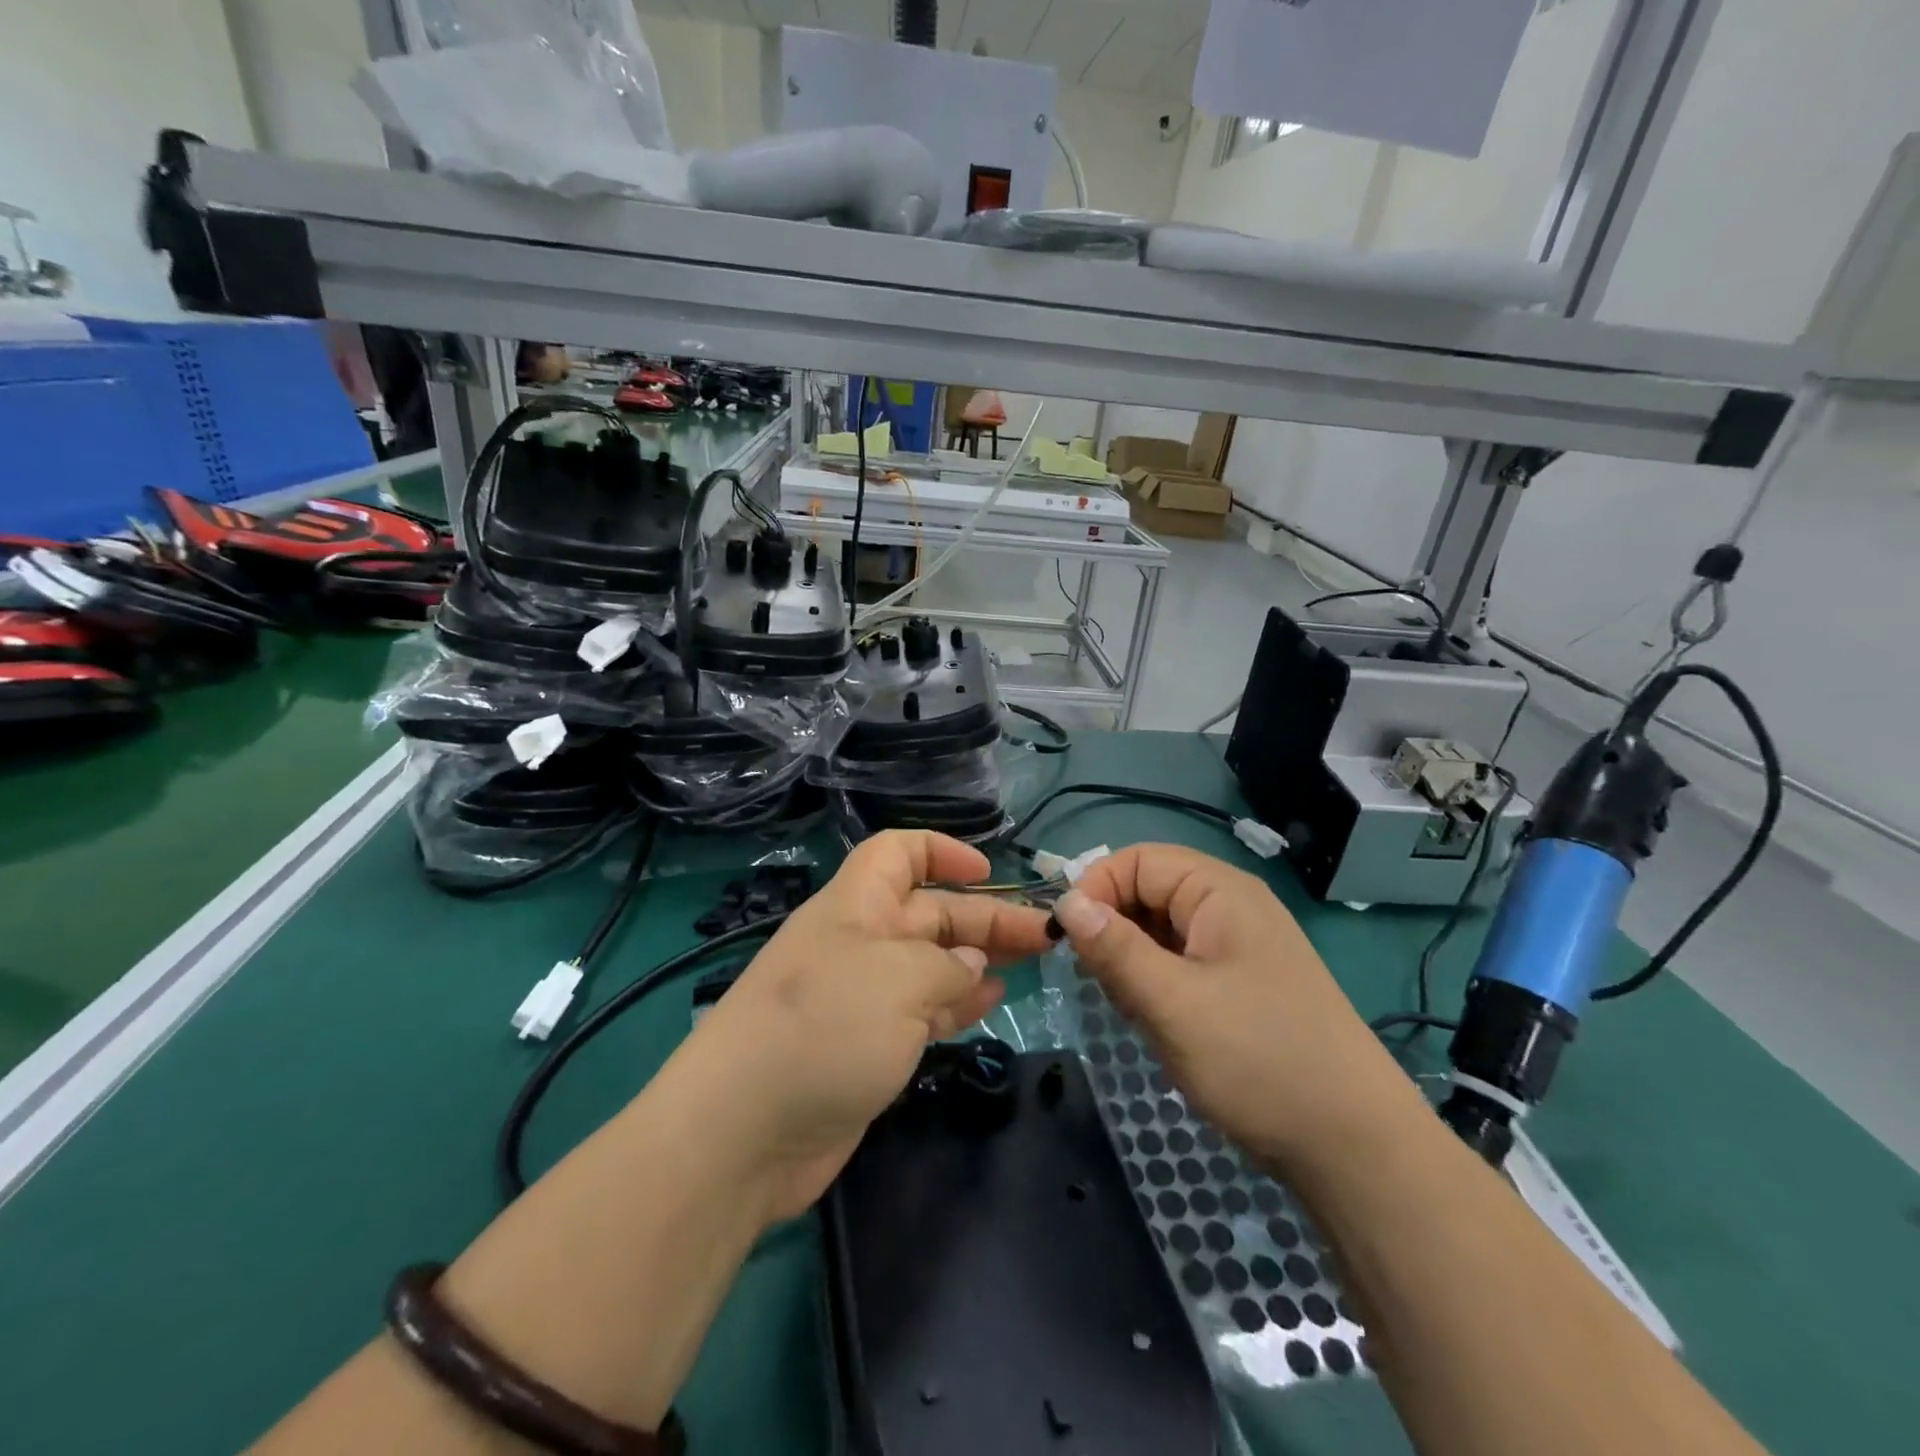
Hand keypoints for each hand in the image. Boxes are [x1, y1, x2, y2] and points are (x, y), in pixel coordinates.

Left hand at [667, 831, 1052, 1224]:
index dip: (942, 852)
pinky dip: (957, 1002)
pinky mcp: (867, 1045)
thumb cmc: (824, 1028)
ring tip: (1030, 963)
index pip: (898, 852)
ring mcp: (862, 997)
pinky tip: (990, 1002)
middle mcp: (860, 942)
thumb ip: (945, 966)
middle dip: (986, 917)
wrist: (743, 1134)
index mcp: (856, 905)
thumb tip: (969, 967)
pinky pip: (922, 1009)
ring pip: (932, 962)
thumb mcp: (897, 979)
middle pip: (930, 912)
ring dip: (978, 959)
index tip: (988, 871)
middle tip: (1044, 935)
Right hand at [1051, 845, 1422, 1177]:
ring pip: (1162, 931)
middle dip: (1114, 930)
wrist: (1355, 1147)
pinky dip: (1158, 982)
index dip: (1096, 890)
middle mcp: (1232, 906)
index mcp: (1220, 891)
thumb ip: (1113, 948)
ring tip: (1135, 1009)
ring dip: (1134, 961)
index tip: (1067, 942)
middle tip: (1103, 983)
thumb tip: (1066, 903)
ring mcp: (1242, 946)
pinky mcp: (1244, 984)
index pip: (1137, 860)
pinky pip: (1183, 962)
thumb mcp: (1172, 1002)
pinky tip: (1159, 1022)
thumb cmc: (1258, 1059)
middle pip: (1149, 892)